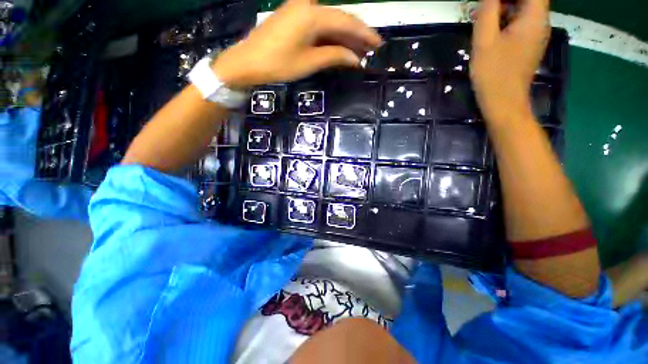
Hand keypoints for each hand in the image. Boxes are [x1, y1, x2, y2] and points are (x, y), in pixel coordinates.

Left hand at [212, 0, 381, 88]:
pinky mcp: (295, 18)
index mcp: (312, 14)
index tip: (378, 44)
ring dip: (345, 38)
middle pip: (340, 19)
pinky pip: (319, 26)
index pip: (347, 22)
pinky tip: (340, 47)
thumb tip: (355, 59)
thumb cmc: (278, 64)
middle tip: (370, 50)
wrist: (249, 61)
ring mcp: (300, 10)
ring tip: (359, 53)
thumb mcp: (309, 62)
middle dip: (356, 36)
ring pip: (330, 23)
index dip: (364, 33)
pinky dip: (331, 37)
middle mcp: (308, 6)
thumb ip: (334, 56)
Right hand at [470, 0, 550, 125]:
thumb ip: (488, 11)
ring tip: (485, 15)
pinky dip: (507, 19)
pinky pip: (521, 23)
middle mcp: (540, 22)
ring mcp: (536, 35)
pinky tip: (492, 28)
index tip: (492, 1)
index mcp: (534, 17)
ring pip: (524, 9)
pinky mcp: (528, 45)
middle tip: (485, 6)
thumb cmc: (494, 73)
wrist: (503, 102)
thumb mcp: (485, 41)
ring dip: (506, 7)